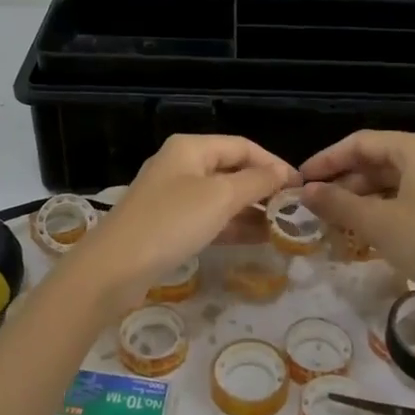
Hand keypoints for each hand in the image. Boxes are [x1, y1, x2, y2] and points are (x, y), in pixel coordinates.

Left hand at [60, 135, 297, 309]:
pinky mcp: (168, 225)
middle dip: (263, 188)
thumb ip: (256, 182)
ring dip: (251, 209)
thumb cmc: (171, 222)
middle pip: (231, 169)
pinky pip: (208, 218)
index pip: (242, 146)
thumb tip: (283, 173)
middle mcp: (181, 165)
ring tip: (283, 228)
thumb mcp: (220, 197)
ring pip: (221, 196)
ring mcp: (172, 196)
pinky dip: (232, 225)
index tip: (299, 186)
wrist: (115, 268)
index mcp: (190, 147)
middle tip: (294, 210)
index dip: (273, 163)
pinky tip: (257, 239)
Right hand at [300, 131, 414, 316]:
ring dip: (368, 196)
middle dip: (347, 180)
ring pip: (401, 179)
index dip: (327, 160)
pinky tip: (377, 229)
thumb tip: (306, 192)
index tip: (302, 180)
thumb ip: (338, 204)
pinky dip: (393, 207)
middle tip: (319, 203)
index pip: (361, 142)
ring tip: (342, 219)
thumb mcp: (379, 224)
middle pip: (382, 159)